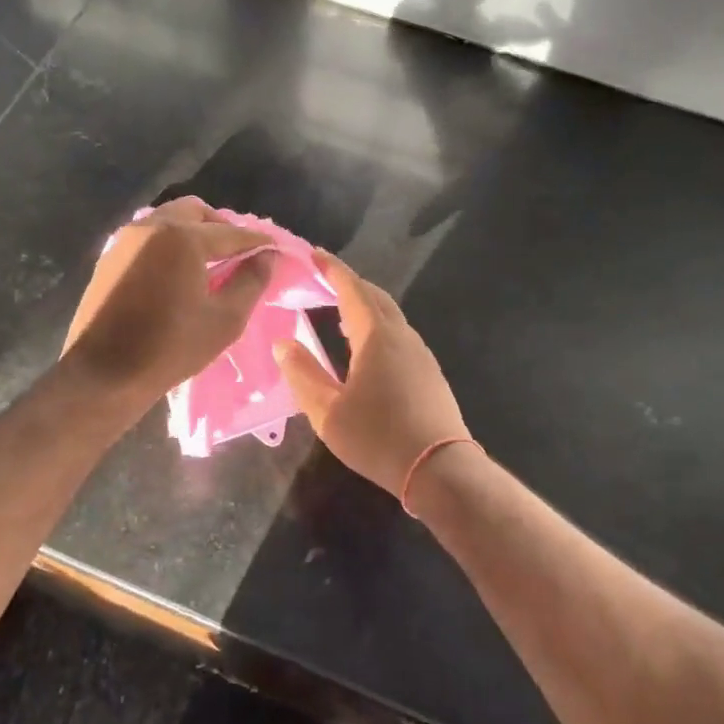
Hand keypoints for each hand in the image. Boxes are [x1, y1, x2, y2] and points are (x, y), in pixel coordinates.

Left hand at [62, 197, 276, 403]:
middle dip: (221, 227)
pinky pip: (148, 236)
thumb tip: (267, 256)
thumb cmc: (170, 348)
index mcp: (182, 237)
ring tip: (209, 263)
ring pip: (169, 219)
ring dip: (193, 231)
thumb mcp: (224, 319)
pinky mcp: (109, 256)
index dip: (257, 241)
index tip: (275, 250)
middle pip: (196, 212)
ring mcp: (125, 239)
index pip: (231, 232)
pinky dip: (169, 242)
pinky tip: (178, 271)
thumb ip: (251, 281)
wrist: (103, 375)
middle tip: (238, 254)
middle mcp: (152, 226)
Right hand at [274, 249, 472, 497]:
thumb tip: (283, 344)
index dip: (332, 269)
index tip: (314, 254)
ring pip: (389, 316)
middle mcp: (402, 335)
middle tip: (322, 281)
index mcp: (376, 336)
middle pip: (374, 297)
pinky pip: (398, 335)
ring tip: (337, 314)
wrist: (440, 469)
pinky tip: (364, 348)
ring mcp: (420, 353)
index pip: (352, 289)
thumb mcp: (327, 411)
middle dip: (349, 284)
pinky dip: (377, 327)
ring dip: (364, 307)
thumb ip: (302, 374)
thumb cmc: (378, 437)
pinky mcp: (429, 372)